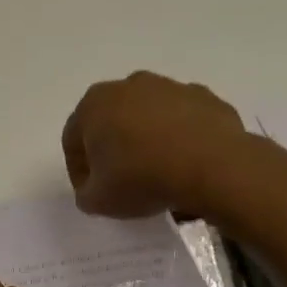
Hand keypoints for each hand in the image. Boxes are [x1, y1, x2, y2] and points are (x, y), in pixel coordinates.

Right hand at [61, 71, 248, 217]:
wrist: (212, 166)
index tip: (93, 193)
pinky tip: (187, 165)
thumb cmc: (142, 178)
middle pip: (112, 121)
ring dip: (148, 141)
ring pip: (149, 118)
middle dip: (114, 149)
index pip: (74, 139)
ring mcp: (170, 87)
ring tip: (159, 174)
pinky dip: (181, 139)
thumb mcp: (99, 200)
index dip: (80, 171)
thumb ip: (86, 193)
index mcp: (95, 104)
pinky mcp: (204, 97)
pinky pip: (183, 121)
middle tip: (123, 182)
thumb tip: (93, 189)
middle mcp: (129, 85)